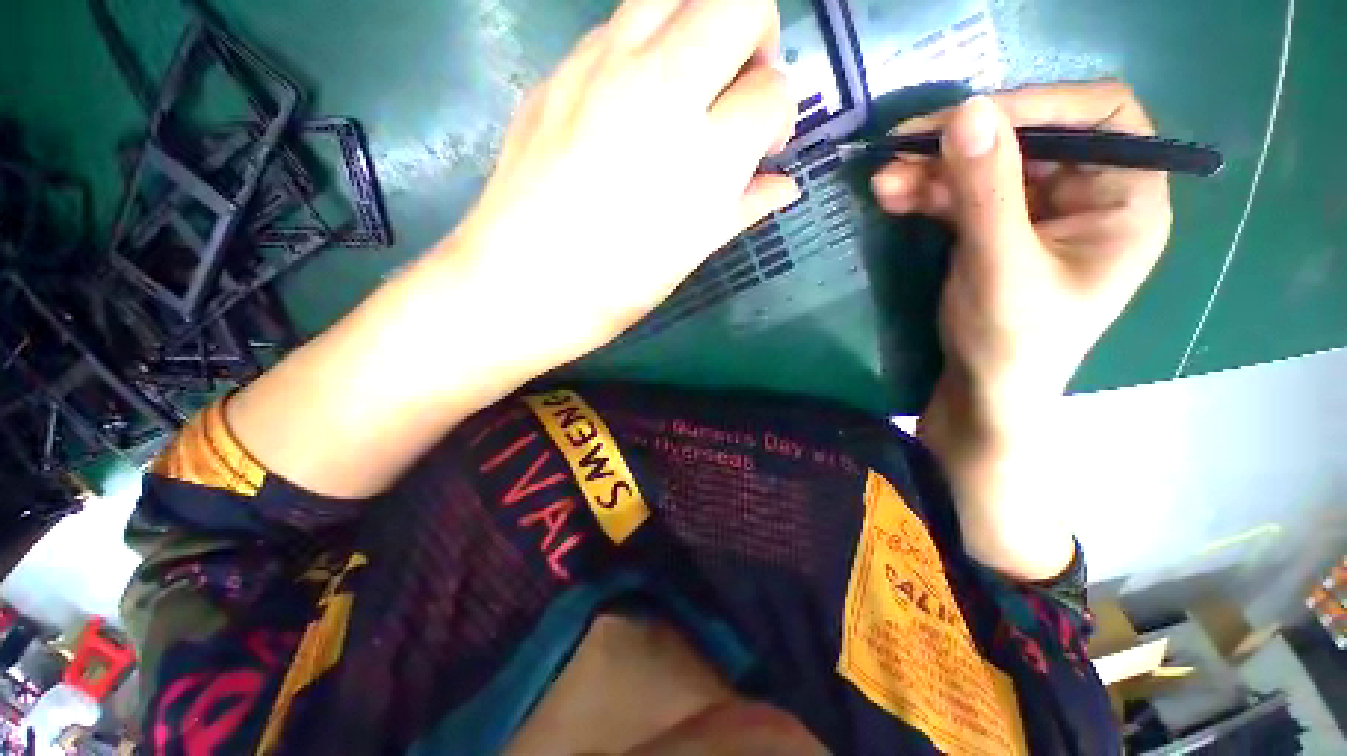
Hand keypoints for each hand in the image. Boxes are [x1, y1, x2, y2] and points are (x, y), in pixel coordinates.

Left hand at [449, 0, 798, 367]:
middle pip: (740, 3)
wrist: (519, 284)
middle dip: (757, 38)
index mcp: (704, 155)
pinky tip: (634, 99)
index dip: (777, 117)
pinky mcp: (559, 70)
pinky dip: (646, 45)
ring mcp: (602, 68)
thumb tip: (783, 186)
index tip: (763, 146)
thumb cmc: (616, 287)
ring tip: (690, 84)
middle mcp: (661, 90)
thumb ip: (743, 208)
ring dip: (701, 25)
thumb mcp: (689, 255)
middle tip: (739, 90)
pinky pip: (618, 24)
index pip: (773, 92)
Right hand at [871, 82, 1171, 418]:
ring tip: (883, 180)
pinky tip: (892, 196)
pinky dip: (927, 193)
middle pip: (1030, 139)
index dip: (1039, 105)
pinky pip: (962, 195)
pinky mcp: (996, 227)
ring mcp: (1037, 211)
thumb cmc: (1012, 343)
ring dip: (933, 170)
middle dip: (963, 144)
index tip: (971, 119)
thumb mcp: (1002, 267)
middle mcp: (1088, 194)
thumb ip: (987, 192)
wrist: (981, 391)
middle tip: (903, 147)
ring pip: (986, 166)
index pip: (1101, 116)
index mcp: (1125, 200)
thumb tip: (966, 110)